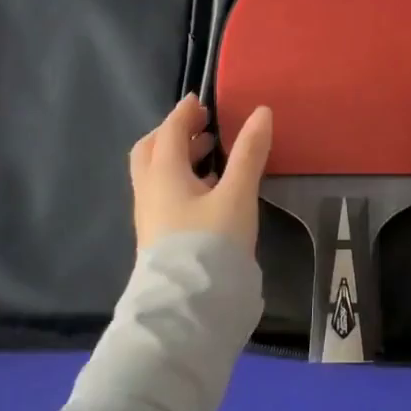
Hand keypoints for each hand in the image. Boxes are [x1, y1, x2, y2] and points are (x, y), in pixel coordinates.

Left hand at [129, 95, 272, 253]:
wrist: (187, 310)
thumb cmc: (210, 244)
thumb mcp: (237, 194)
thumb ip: (249, 152)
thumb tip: (261, 112)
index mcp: (163, 173)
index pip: (170, 131)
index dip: (185, 112)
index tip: (201, 101)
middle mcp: (149, 191)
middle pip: (152, 151)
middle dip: (173, 133)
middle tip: (202, 128)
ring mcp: (150, 217)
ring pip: (156, 174)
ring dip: (179, 158)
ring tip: (211, 156)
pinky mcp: (158, 238)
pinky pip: (163, 195)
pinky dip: (181, 180)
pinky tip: (208, 192)